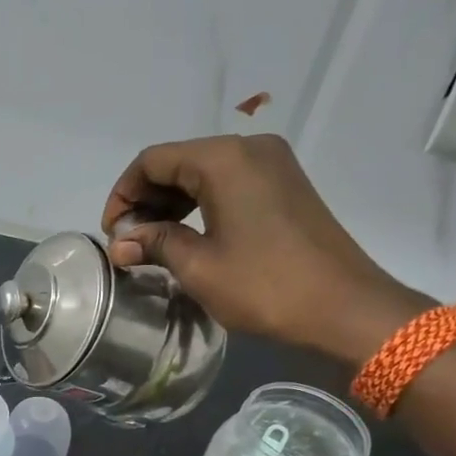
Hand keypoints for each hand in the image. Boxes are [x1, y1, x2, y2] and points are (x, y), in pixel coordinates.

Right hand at [101, 133, 430, 364]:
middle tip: (129, 243)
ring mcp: (273, 165)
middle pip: (178, 162)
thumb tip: (120, 243)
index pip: (153, 161)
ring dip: (171, 205)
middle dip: (146, 200)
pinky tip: (187, 237)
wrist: (343, 307)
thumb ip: (155, 244)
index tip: (112, 234)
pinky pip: (229, 184)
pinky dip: (200, 206)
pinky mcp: (285, 186)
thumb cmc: (264, 286)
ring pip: (203, 173)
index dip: (123, 194)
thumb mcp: (199, 267)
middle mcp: (249, 148)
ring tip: (152, 244)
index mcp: (223, 159)